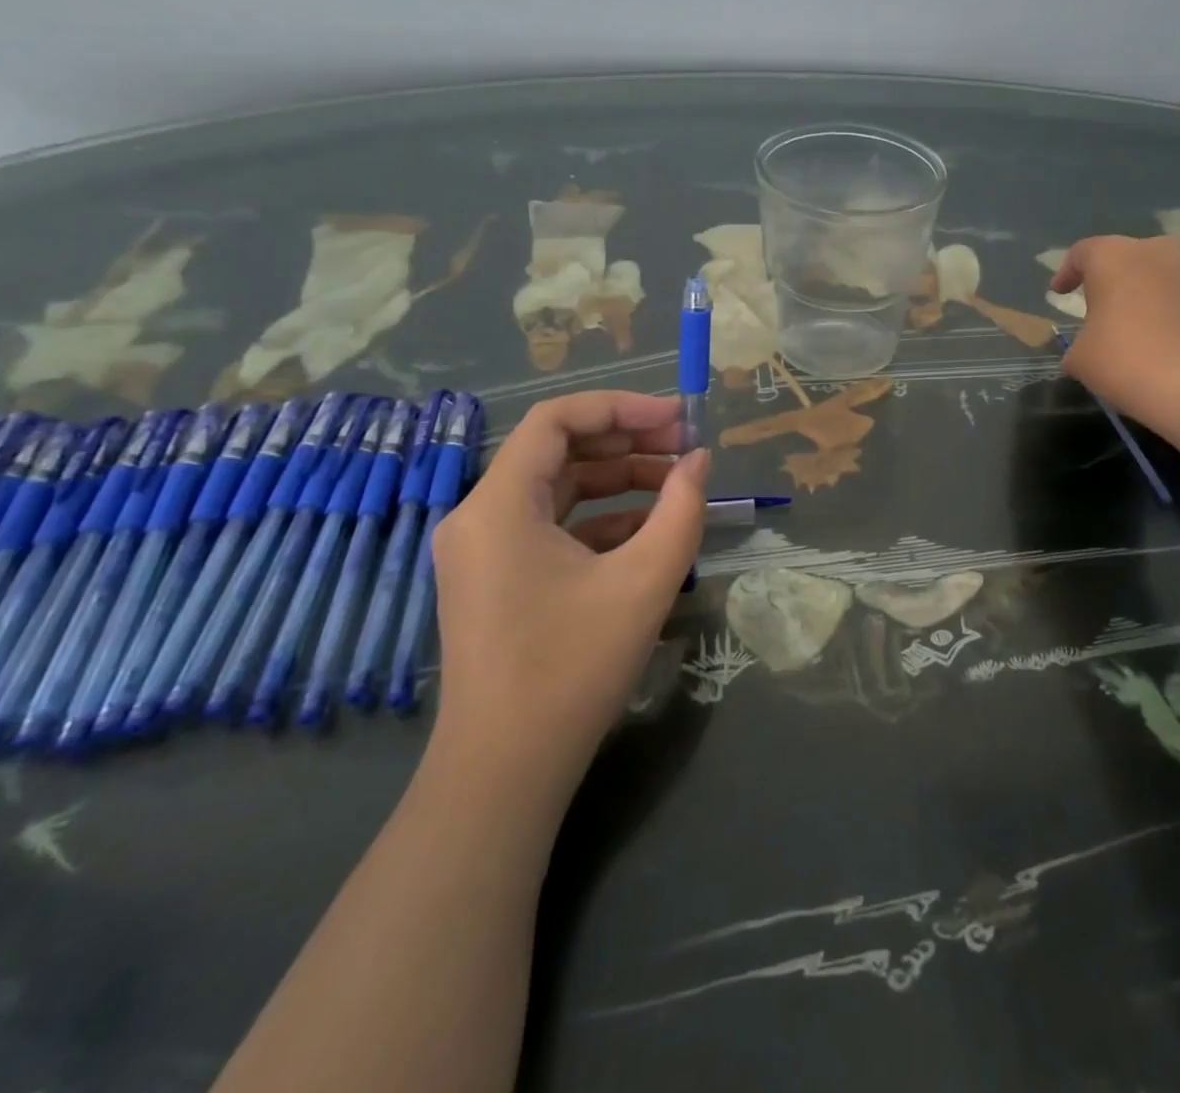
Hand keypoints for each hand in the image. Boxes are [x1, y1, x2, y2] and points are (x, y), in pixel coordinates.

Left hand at [427, 391, 709, 806]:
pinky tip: (650, 533)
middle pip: (558, 452)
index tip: (677, 418)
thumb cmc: (572, 667)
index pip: (556, 421)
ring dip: (619, 482)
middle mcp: (479, 517)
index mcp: (499, 505)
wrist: (505, 771)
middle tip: (687, 448)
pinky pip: (552, 529)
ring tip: (679, 486)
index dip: (621, 408)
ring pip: (558, 491)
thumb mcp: (644, 581)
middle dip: (627, 443)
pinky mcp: (496, 581)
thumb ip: (682, 510)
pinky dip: (601, 521)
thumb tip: (699, 461)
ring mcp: (483, 551)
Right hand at [1050, 235, 1179, 421]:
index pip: (1082, 253)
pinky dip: (1175, 314)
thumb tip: (1088, 347)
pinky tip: (1170, 344)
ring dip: (1147, 295)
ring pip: (1163, 276)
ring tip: (1139, 327)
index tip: (1059, 293)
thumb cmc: (1125, 362)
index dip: (1067, 272)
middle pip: (1127, 258)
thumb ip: (1079, 342)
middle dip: (1112, 280)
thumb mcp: (1080, 358)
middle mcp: (1158, 253)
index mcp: (1114, 258)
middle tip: (1101, 307)